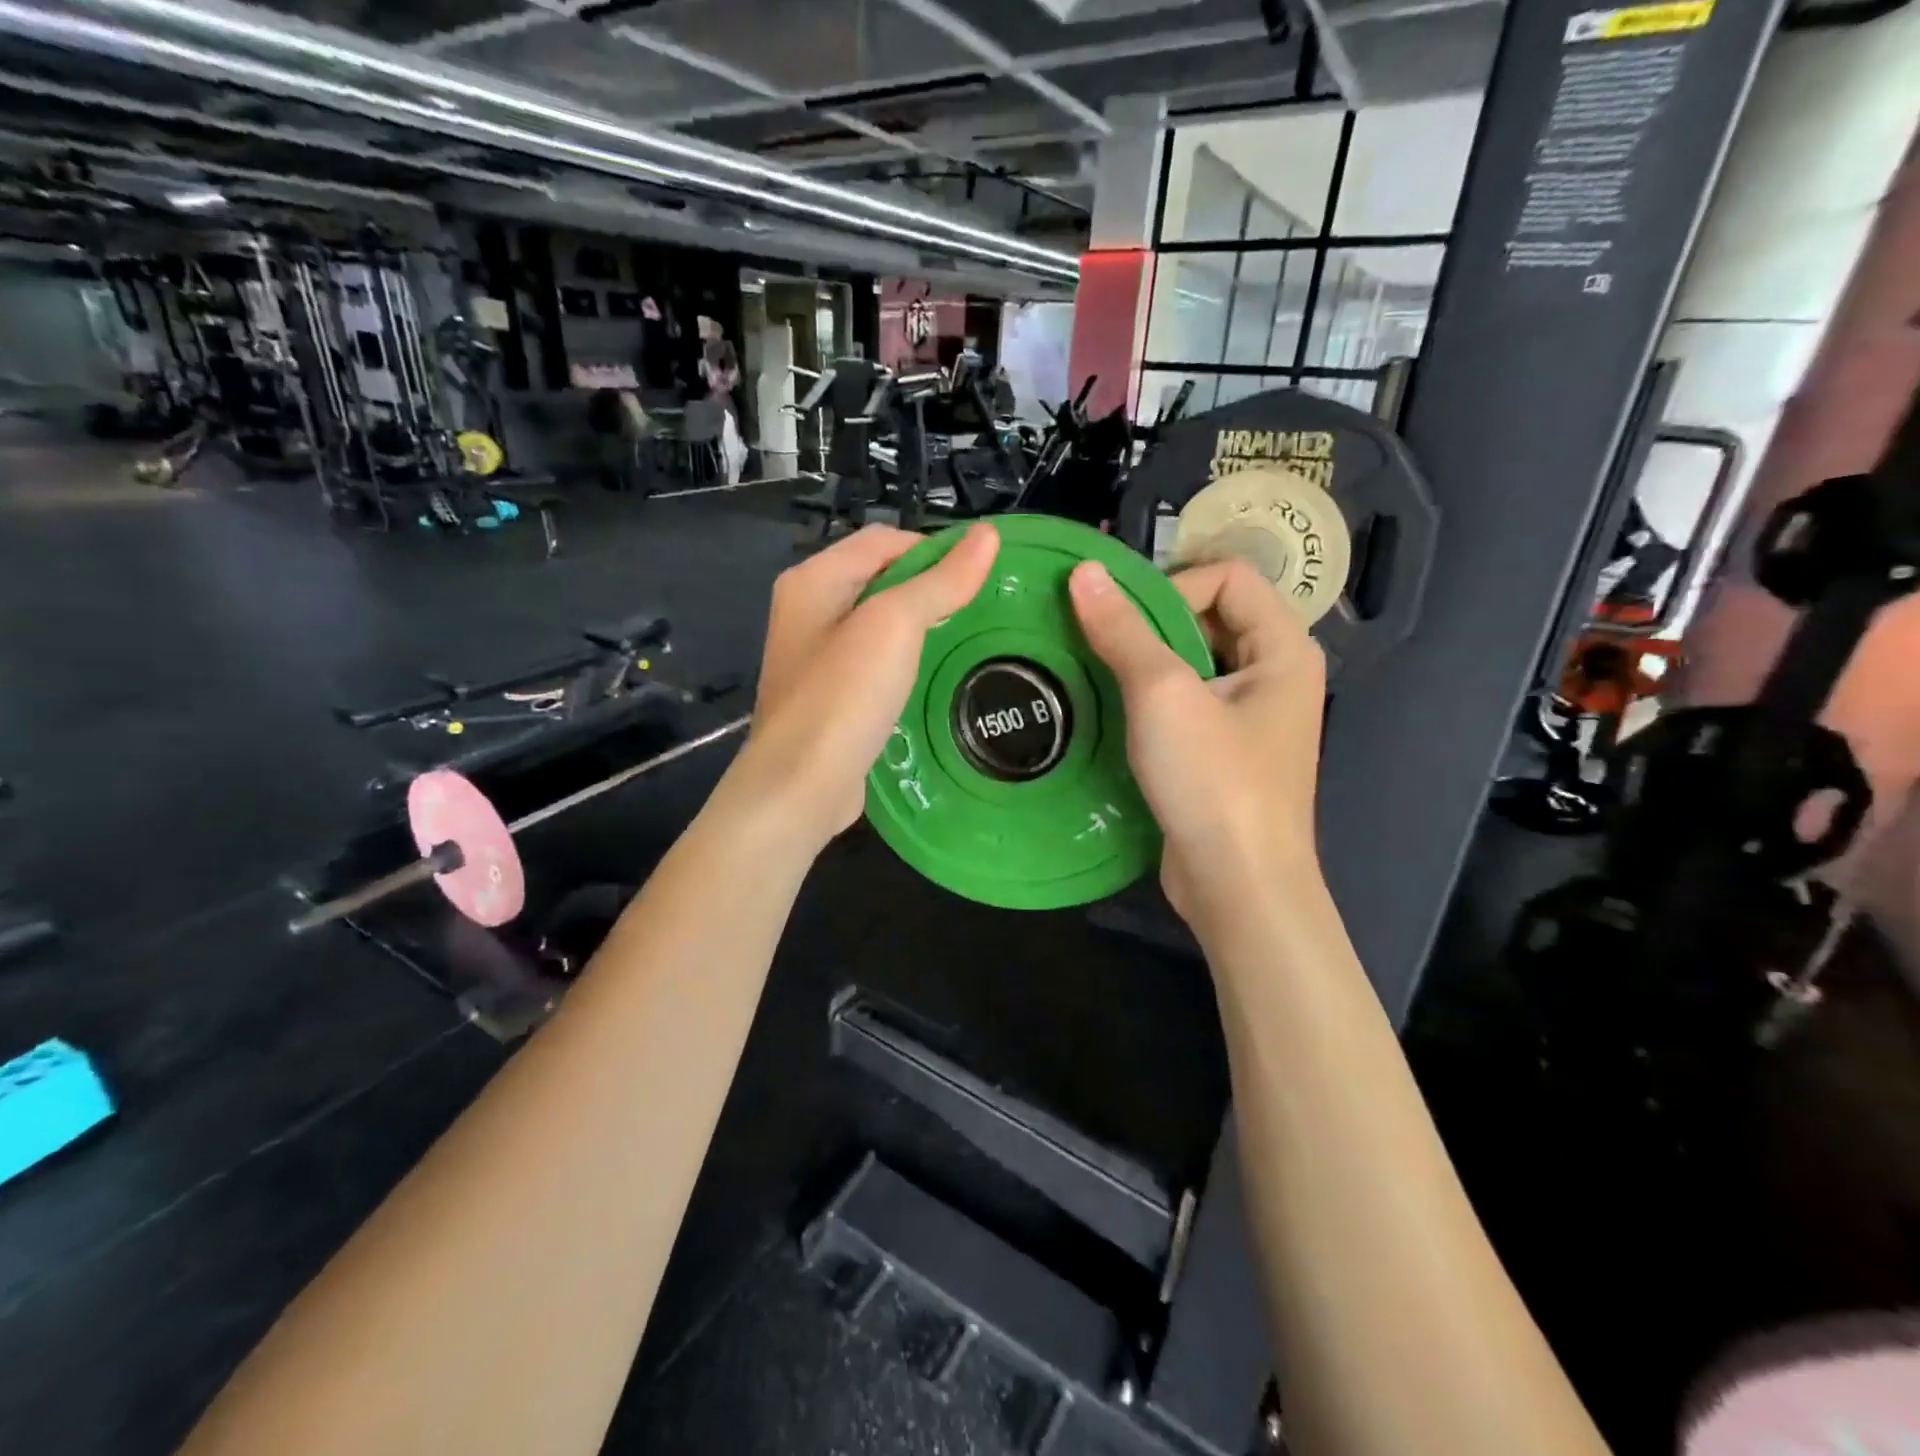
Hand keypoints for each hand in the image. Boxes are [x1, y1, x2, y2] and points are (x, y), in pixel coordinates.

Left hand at [737, 523, 1000, 847]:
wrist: (801, 787)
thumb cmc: (844, 696)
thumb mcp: (895, 626)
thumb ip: (940, 581)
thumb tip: (988, 535)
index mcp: (814, 580)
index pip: (884, 541)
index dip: (935, 548)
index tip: (982, 574)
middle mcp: (808, 610)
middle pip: (880, 579)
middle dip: (929, 588)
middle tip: (980, 607)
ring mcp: (815, 657)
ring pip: (879, 624)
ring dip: (920, 626)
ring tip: (966, 638)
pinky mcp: (829, 696)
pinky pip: (874, 663)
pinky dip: (905, 662)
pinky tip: (932, 677)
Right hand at [1068, 557, 1325, 924]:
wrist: (1238, 887)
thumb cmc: (1213, 781)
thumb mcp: (1162, 695)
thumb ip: (1123, 629)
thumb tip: (1084, 571)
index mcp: (1285, 648)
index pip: (1228, 576)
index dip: (1172, 587)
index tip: (1124, 623)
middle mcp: (1276, 674)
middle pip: (1211, 616)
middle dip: (1152, 623)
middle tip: (1098, 644)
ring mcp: (1251, 717)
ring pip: (1194, 661)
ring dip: (1145, 662)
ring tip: (1098, 674)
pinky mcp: (1224, 752)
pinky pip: (1187, 702)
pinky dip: (1151, 698)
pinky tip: (1115, 714)